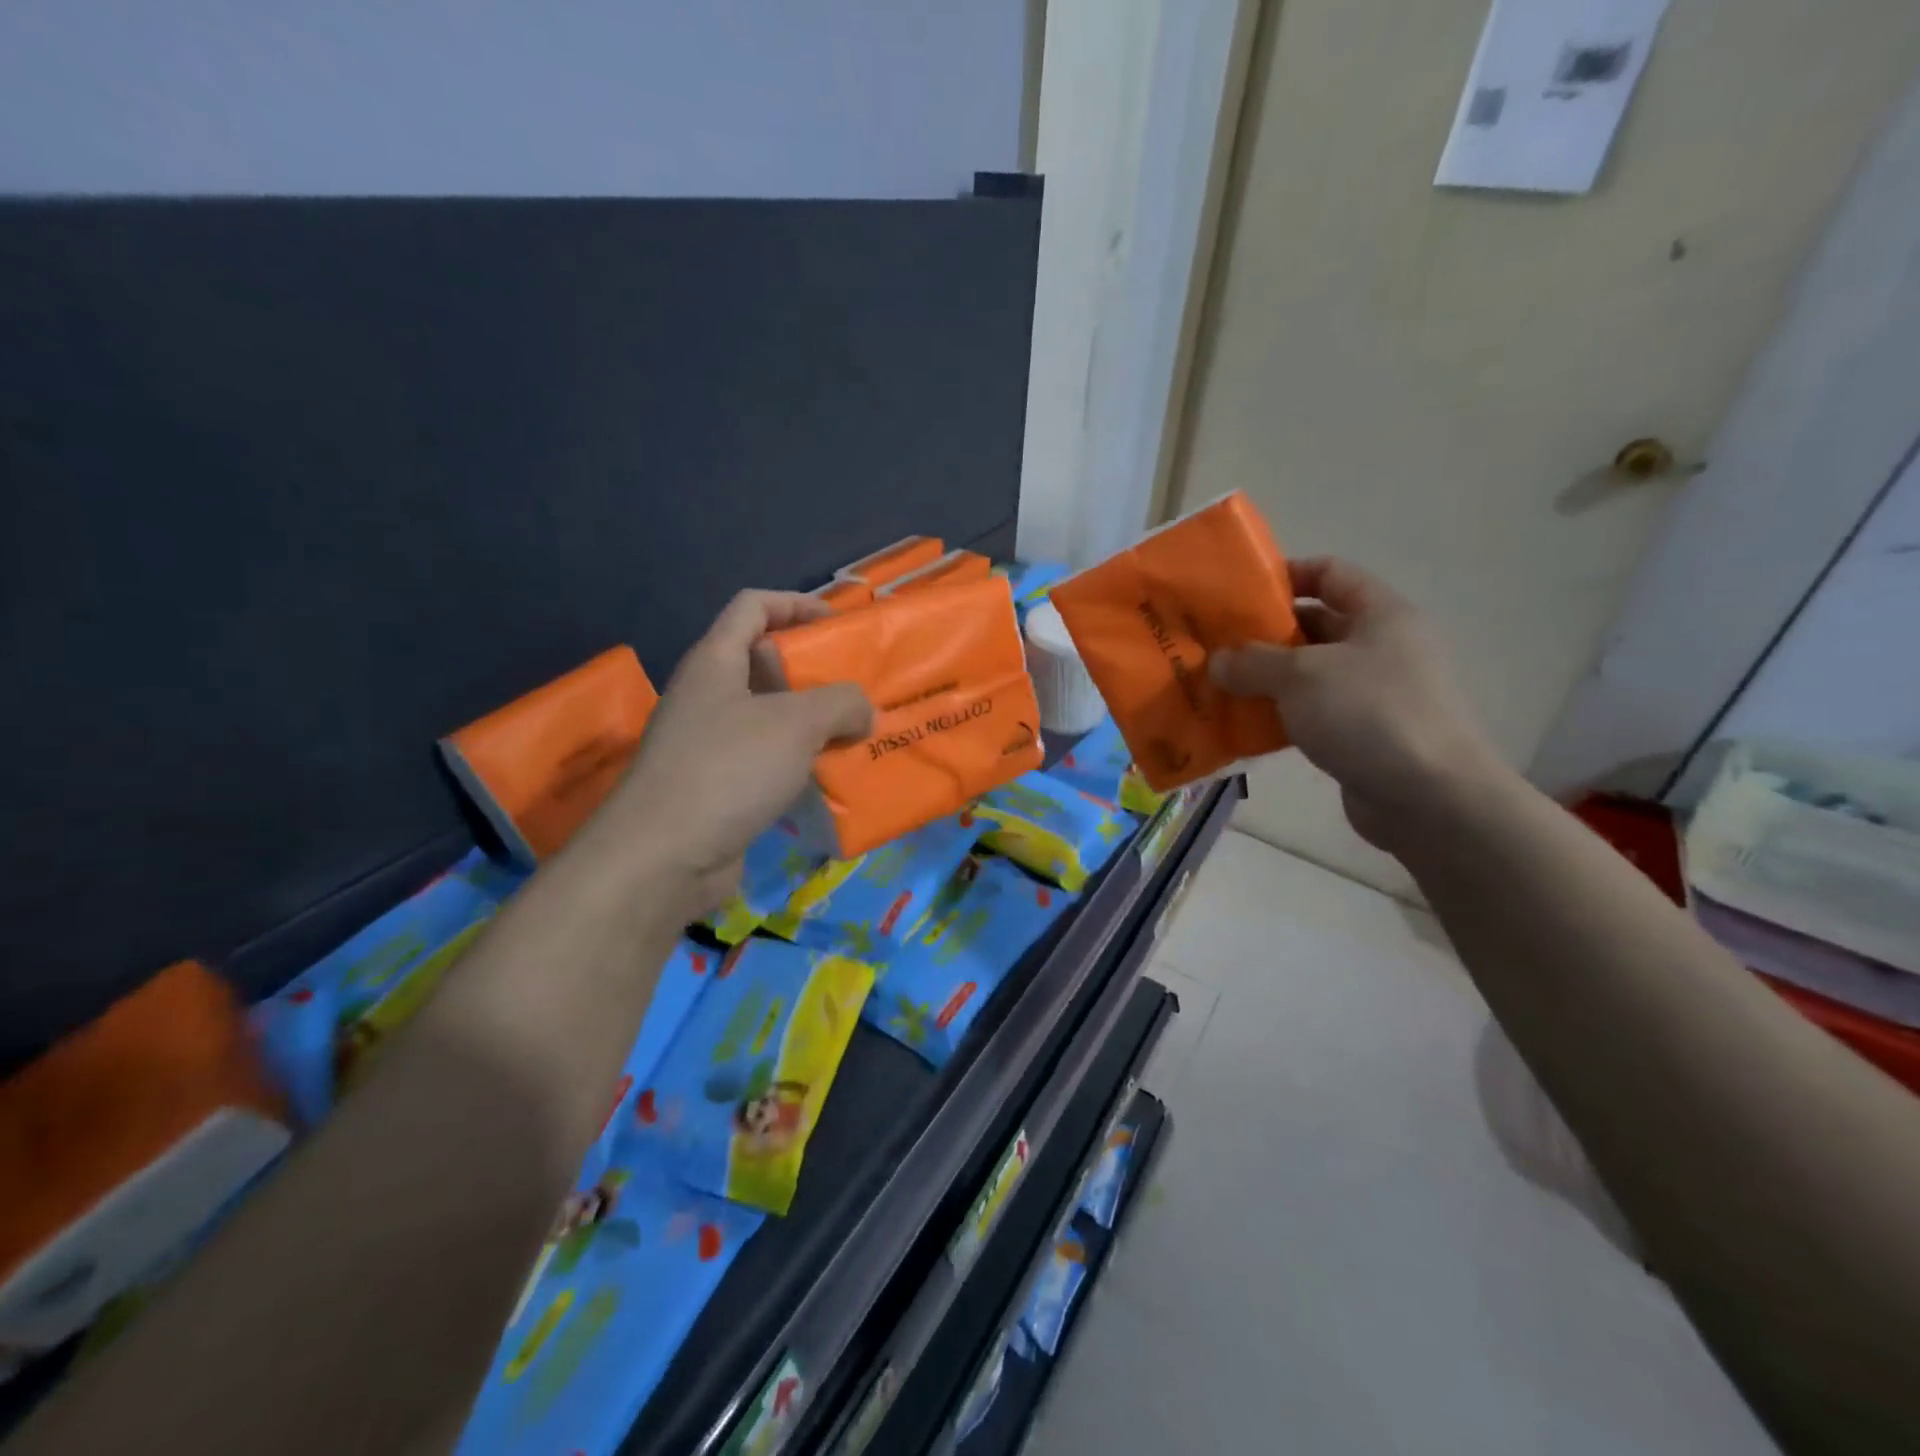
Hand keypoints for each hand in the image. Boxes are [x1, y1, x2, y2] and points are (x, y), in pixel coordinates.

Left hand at [591, 591, 871, 917]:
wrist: (663, 857)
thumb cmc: (728, 769)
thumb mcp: (796, 722)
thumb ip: (841, 703)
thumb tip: (863, 711)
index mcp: (715, 661)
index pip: (753, 605)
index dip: (797, 603)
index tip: (839, 624)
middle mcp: (708, 695)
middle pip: (765, 662)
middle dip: (815, 669)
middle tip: (860, 687)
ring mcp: (709, 743)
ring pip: (770, 716)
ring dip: (813, 721)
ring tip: (858, 732)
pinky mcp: (717, 786)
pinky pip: (767, 759)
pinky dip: (800, 761)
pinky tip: (832, 776)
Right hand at [1209, 557, 1502, 850]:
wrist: (1429, 797)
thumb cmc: (1369, 714)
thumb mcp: (1301, 676)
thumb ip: (1253, 662)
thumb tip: (1218, 661)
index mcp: (1380, 615)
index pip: (1331, 573)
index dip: (1287, 575)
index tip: (1240, 594)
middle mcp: (1381, 648)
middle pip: (1315, 625)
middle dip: (1265, 635)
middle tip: (1216, 647)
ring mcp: (1374, 694)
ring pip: (1309, 675)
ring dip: (1266, 680)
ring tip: (1219, 687)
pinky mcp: (1362, 735)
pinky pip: (1311, 714)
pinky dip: (1279, 717)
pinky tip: (1242, 727)